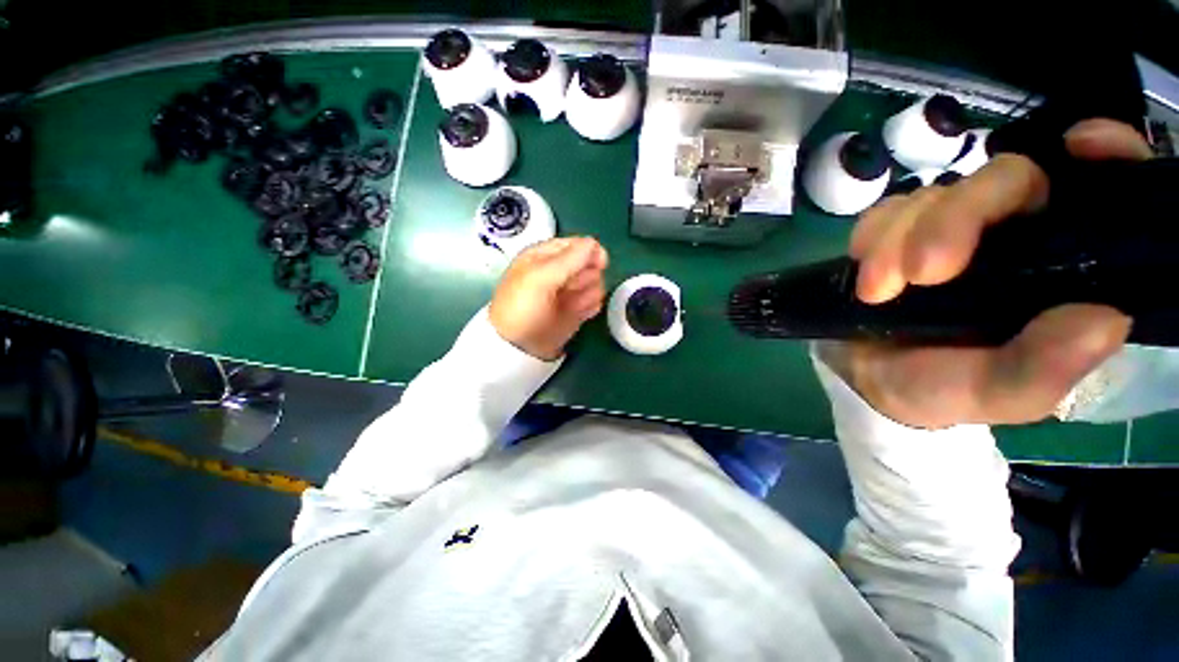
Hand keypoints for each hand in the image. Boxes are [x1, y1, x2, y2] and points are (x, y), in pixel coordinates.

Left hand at [489, 237, 608, 360]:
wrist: (520, 347)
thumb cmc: (523, 307)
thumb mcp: (540, 277)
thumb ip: (569, 259)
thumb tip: (595, 244)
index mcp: (546, 255)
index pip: (578, 244)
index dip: (589, 253)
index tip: (597, 264)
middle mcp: (560, 270)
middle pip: (591, 263)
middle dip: (584, 277)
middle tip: (567, 289)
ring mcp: (570, 290)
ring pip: (596, 282)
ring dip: (586, 294)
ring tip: (568, 305)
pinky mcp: (578, 308)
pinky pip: (596, 300)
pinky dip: (589, 307)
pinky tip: (577, 314)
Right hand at [835, 119, 1151, 428]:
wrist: (868, 379)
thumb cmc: (941, 387)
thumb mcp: (996, 393)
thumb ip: (1043, 368)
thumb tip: (1106, 320)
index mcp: (1060, 268)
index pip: (1101, 191)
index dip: (1105, 153)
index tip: (1082, 146)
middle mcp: (1015, 233)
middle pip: (1005, 178)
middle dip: (954, 219)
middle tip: (920, 274)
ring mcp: (951, 227)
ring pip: (934, 194)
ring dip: (896, 239)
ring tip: (877, 293)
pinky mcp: (900, 231)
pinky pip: (884, 212)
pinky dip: (871, 238)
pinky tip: (866, 275)